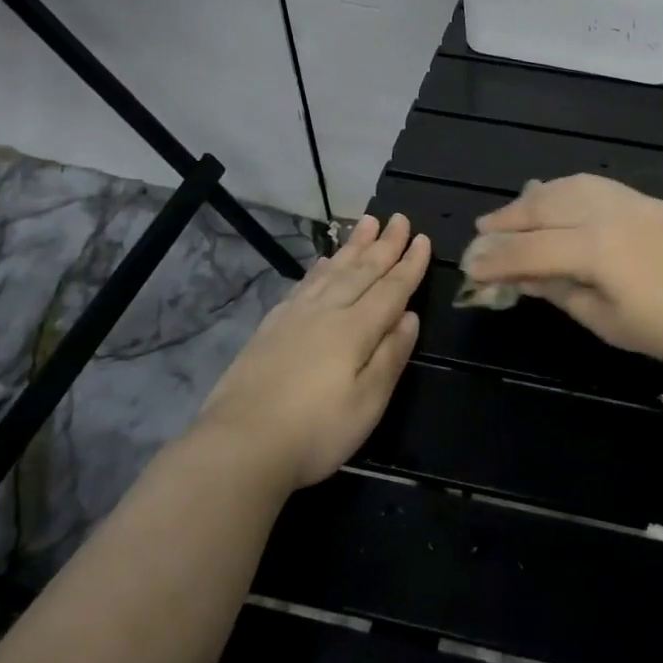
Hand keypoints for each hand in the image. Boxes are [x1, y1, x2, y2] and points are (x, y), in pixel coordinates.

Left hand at [197, 214, 429, 488]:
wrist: (240, 444)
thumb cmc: (316, 431)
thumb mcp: (368, 403)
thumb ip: (390, 356)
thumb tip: (409, 317)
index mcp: (355, 330)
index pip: (390, 289)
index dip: (409, 265)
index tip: (422, 238)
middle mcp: (326, 312)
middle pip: (361, 271)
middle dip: (384, 245)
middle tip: (399, 218)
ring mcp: (295, 316)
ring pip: (332, 271)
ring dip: (353, 246)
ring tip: (367, 223)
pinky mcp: (271, 327)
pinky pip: (304, 284)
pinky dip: (320, 268)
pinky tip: (324, 261)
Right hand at [462, 175, 662, 374]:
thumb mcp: (611, 323)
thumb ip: (565, 294)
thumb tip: (529, 279)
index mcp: (592, 247)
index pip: (528, 249)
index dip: (495, 258)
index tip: (468, 265)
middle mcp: (605, 213)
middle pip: (542, 207)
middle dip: (507, 220)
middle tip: (481, 231)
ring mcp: (631, 201)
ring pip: (568, 187)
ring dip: (534, 197)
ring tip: (514, 209)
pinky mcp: (651, 201)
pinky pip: (595, 185)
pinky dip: (566, 189)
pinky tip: (562, 198)